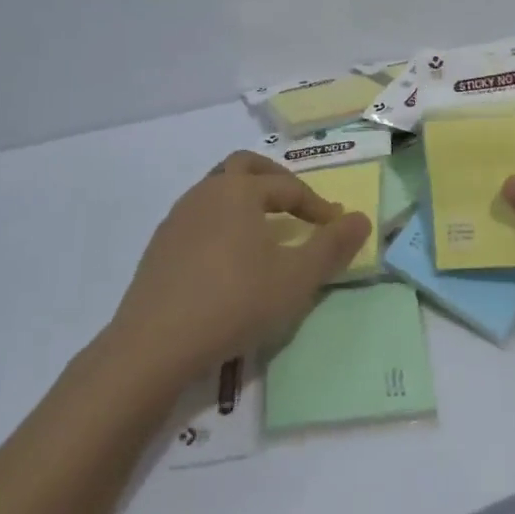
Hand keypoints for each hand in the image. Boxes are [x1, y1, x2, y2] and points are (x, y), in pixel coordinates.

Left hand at [101, 151, 370, 389]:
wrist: (153, 347)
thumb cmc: (234, 302)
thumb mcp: (297, 278)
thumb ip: (333, 246)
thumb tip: (362, 219)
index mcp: (239, 190)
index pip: (288, 187)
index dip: (318, 206)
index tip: (336, 228)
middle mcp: (205, 193)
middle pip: (244, 167)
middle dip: (275, 180)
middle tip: (297, 204)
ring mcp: (177, 219)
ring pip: (217, 191)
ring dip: (246, 201)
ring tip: (265, 231)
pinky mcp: (159, 248)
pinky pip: (199, 219)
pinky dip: (222, 224)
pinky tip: (229, 260)